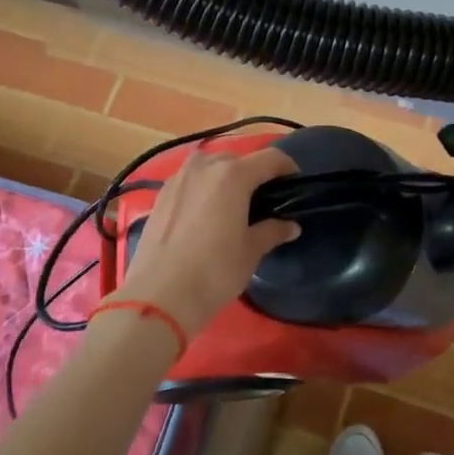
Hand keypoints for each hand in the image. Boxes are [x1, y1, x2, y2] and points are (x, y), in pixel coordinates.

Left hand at [113, 146, 300, 334]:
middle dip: (253, 174)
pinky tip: (204, 215)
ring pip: (209, 167)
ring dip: (224, 178)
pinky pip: (189, 182)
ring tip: (232, 206)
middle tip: (262, 201)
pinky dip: (202, 189)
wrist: (159, 296)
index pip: (270, 158)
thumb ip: (272, 231)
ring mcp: (178, 178)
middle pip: (237, 159)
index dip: (287, 168)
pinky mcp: (159, 195)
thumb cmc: (215, 271)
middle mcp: (204, 166)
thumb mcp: (251, 251)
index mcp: (233, 175)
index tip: (294, 185)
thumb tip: (290, 225)